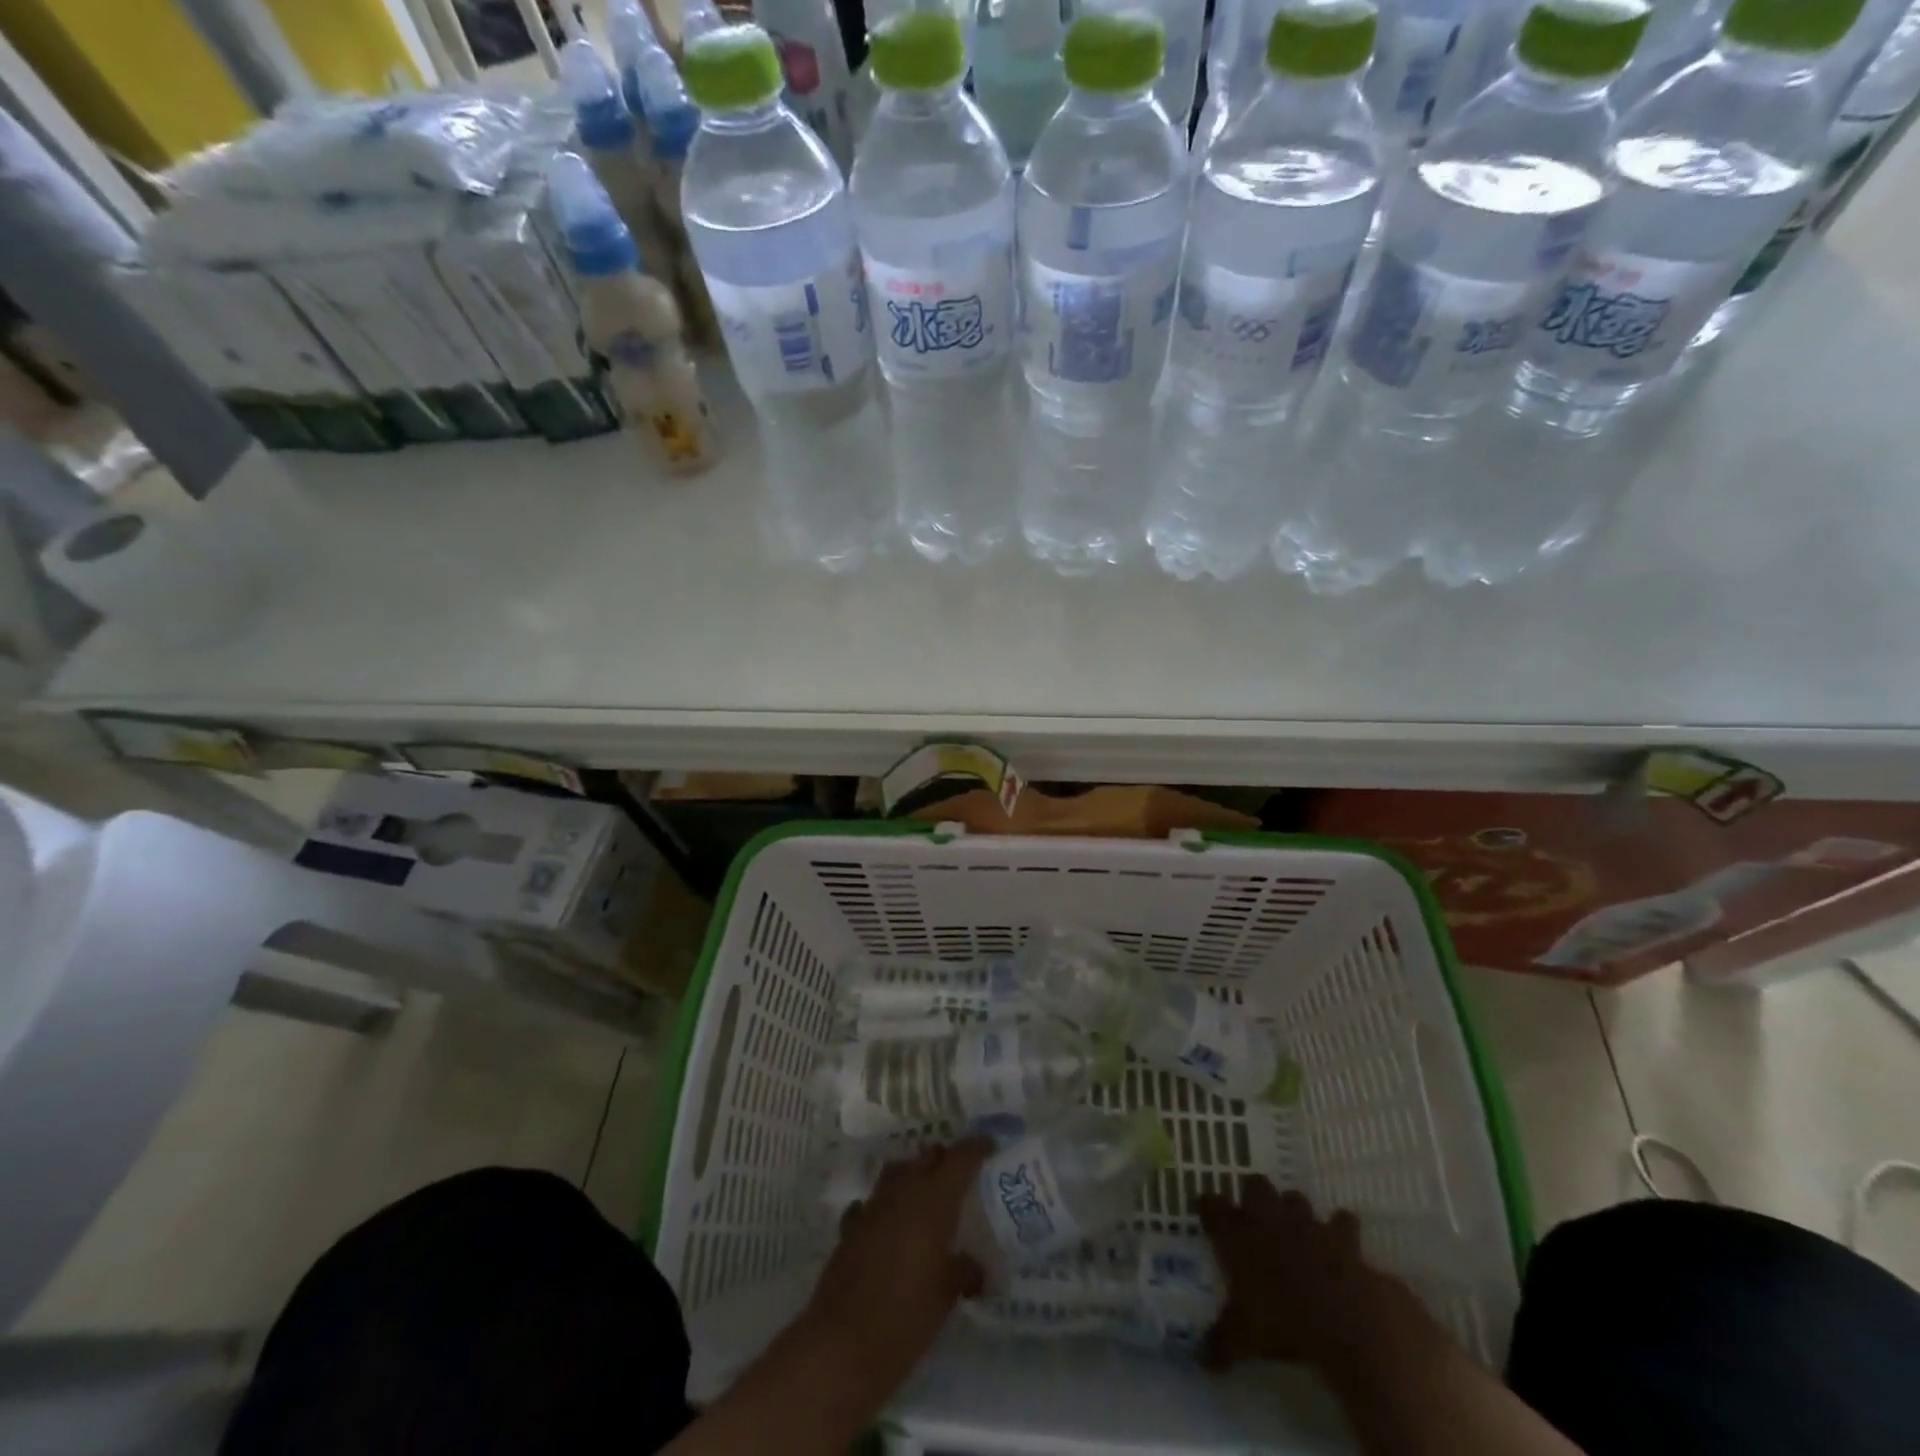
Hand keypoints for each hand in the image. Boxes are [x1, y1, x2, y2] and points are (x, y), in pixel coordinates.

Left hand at [801, 1138, 991, 1394]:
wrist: (842, 1344)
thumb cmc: (906, 1316)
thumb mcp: (948, 1295)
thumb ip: (965, 1271)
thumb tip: (976, 1269)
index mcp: (933, 1199)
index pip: (960, 1159)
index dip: (977, 1148)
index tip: (990, 1144)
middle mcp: (903, 1191)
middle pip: (927, 1157)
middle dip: (945, 1159)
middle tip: (961, 1176)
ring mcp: (872, 1206)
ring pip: (897, 1172)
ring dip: (913, 1176)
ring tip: (927, 1196)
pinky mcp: (850, 1228)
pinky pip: (871, 1203)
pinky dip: (883, 1207)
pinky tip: (888, 1225)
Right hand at [1197, 1177, 1425, 1373]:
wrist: (1344, 1321)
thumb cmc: (1283, 1324)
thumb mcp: (1244, 1339)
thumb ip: (1221, 1342)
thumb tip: (1201, 1360)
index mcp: (1236, 1234)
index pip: (1211, 1205)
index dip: (1210, 1208)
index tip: (1209, 1216)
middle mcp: (1268, 1217)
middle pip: (1255, 1186)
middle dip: (1255, 1197)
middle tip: (1256, 1220)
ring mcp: (1307, 1221)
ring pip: (1296, 1198)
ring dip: (1296, 1212)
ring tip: (1299, 1233)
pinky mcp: (1342, 1234)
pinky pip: (1342, 1222)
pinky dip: (1342, 1232)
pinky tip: (1343, 1249)